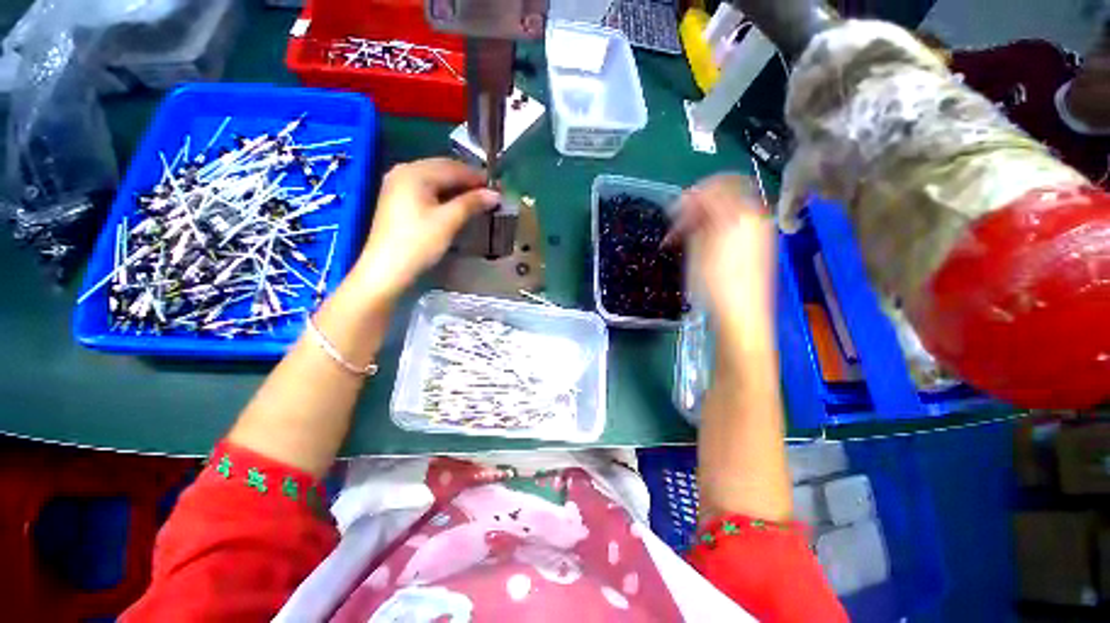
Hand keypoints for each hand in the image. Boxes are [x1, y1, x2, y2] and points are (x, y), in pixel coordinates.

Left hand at [350, 158, 499, 301]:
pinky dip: (444, 194)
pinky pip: (426, 188)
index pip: (453, 167)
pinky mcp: (398, 200)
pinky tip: (456, 204)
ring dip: (456, 187)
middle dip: (467, 180)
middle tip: (489, 194)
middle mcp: (404, 171)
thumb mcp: (448, 221)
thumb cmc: (418, 243)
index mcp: (415, 173)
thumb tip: (495, 194)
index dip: (477, 177)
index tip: (497, 188)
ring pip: (435, 179)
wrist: (387, 269)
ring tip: (477, 200)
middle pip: (442, 169)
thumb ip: (472, 203)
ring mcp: (398, 185)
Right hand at [667, 174, 775, 335]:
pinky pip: (738, 223)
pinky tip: (704, 243)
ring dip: (707, 216)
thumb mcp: (697, 248)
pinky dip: (719, 226)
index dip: (692, 194)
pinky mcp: (760, 243)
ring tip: (687, 236)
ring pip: (731, 208)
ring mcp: (760, 229)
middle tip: (680, 222)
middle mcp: (754, 215)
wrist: (741, 313)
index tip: (674, 209)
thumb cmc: (714, 283)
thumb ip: (695, 218)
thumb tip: (689, 201)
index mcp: (739, 213)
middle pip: (727, 193)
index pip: (715, 186)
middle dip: (701, 203)